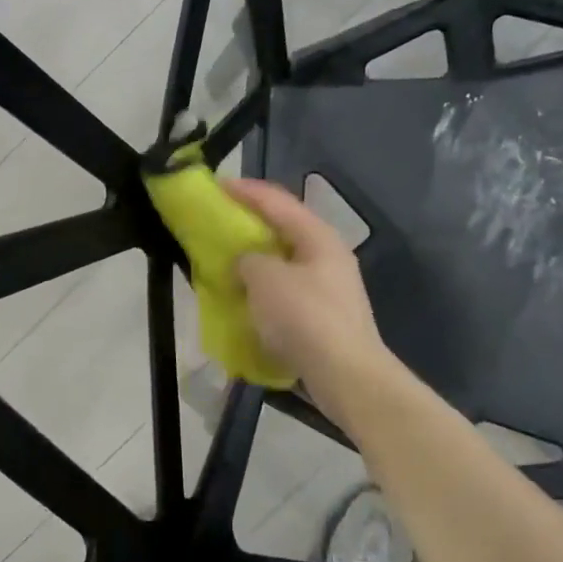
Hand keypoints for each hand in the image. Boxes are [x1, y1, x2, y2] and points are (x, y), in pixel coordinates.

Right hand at [224, 177, 390, 418]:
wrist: (347, 375)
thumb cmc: (306, 317)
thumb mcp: (266, 279)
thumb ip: (250, 260)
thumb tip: (247, 262)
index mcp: (318, 237)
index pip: (278, 201)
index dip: (246, 191)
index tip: (216, 186)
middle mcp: (328, 256)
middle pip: (284, 230)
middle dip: (250, 225)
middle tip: (219, 224)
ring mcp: (330, 288)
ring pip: (286, 263)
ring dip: (256, 261)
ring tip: (227, 262)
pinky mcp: (325, 317)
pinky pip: (288, 293)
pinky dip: (265, 291)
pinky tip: (247, 299)